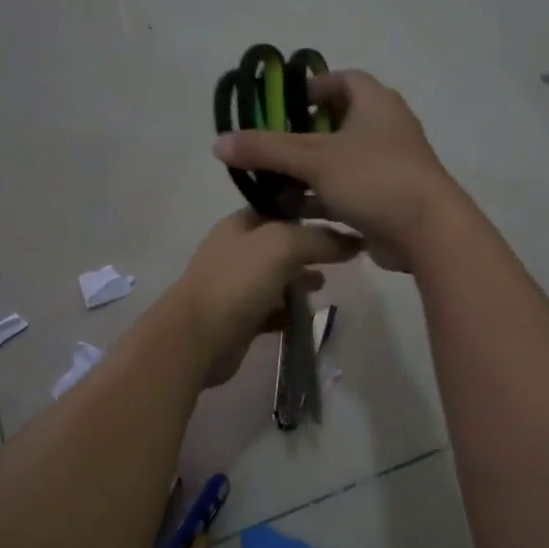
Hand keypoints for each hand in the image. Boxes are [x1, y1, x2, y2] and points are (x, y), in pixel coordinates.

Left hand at [167, 209, 362, 385]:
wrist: (196, 339)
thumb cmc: (236, 283)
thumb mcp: (281, 247)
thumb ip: (318, 239)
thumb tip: (353, 241)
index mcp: (240, 225)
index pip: (280, 208)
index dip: (310, 211)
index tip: (342, 219)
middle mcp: (236, 251)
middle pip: (281, 244)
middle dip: (309, 249)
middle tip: (341, 256)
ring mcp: (236, 286)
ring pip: (277, 278)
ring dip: (301, 280)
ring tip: (326, 285)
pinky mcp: (240, 319)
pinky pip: (272, 310)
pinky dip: (290, 312)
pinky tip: (308, 316)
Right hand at [214, 69, 464, 270]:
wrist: (427, 232)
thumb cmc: (374, 178)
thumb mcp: (314, 159)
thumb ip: (265, 149)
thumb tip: (217, 143)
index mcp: (375, 104)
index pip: (342, 80)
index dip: (312, 88)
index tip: (282, 106)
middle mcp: (385, 130)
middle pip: (336, 124)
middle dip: (300, 137)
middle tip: (268, 148)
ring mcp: (387, 167)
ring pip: (338, 163)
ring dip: (306, 173)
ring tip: (269, 185)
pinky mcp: (385, 200)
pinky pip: (346, 193)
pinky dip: (320, 200)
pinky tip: (290, 214)